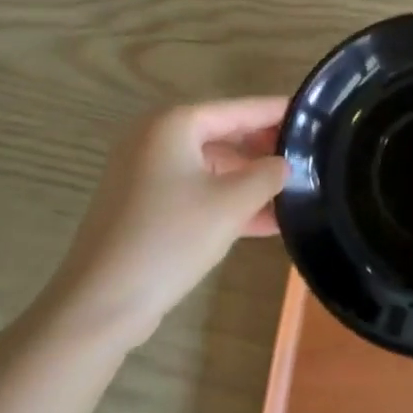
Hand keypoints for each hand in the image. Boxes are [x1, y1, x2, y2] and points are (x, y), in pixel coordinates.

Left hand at [44, 97, 287, 349]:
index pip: (238, 109)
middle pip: (223, 135)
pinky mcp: (144, 206)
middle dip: (265, 150)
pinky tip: (267, 221)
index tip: (312, 114)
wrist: (101, 304)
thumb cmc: (169, 239)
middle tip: (309, 156)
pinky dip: (226, 201)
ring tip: (296, 190)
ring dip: (249, 181)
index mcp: (174, 124)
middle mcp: (156, 138)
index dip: (276, 112)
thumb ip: (266, 176)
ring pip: (211, 167)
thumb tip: (283, 164)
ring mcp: (146, 173)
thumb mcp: (230, 204)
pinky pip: (196, 191)